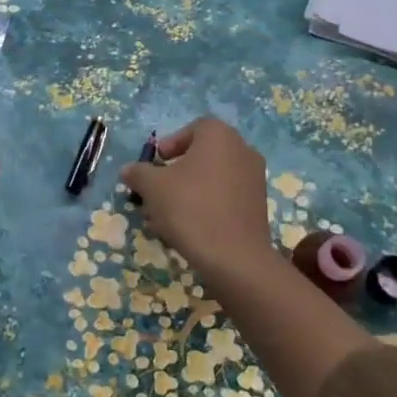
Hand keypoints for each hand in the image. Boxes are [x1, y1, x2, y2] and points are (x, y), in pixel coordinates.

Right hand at [124, 115, 372, 396]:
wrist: (237, 266)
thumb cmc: (192, 215)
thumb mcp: (154, 191)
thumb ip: (140, 177)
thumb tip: (131, 176)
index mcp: (221, 139)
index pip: (193, 130)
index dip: (170, 147)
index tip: (155, 171)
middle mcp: (245, 155)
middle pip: (207, 156)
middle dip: (181, 174)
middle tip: (159, 199)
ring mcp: (259, 187)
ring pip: (220, 182)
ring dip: (196, 197)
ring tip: (173, 225)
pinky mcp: (264, 218)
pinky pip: (231, 204)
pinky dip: (212, 215)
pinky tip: (196, 240)